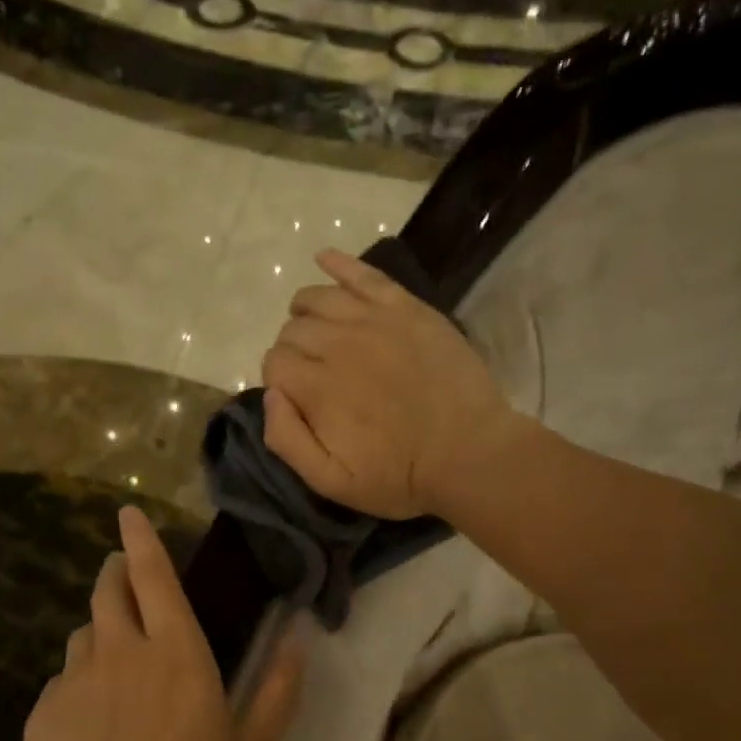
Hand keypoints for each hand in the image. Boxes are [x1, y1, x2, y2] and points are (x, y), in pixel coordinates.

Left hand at [19, 507, 305, 740]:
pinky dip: (77, 680)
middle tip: (120, 571)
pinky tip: (85, 716)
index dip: (142, 541)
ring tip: (110, 651)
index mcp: (176, 654)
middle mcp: (121, 652)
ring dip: (98, 628)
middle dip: (115, 572)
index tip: (128, 513)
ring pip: (83, 633)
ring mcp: (75, 681)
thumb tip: (299, 641)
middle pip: (109, 592)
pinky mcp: (42, 714)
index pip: (154, 577)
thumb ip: (278, 696)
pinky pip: (61, 680)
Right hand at [260, 249, 514, 519]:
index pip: (273, 362)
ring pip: (318, 297)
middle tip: (314, 373)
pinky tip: (324, 259)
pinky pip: (364, 273)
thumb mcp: (332, 482)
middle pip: (293, 329)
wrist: (471, 453)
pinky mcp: (406, 308)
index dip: (278, 379)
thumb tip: (269, 394)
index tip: (296, 397)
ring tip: (316, 329)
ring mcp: (374, 320)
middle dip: (292, 349)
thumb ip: (288, 440)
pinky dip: (338, 263)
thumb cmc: (400, 475)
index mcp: (317, 387)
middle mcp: (338, 344)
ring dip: (306, 311)